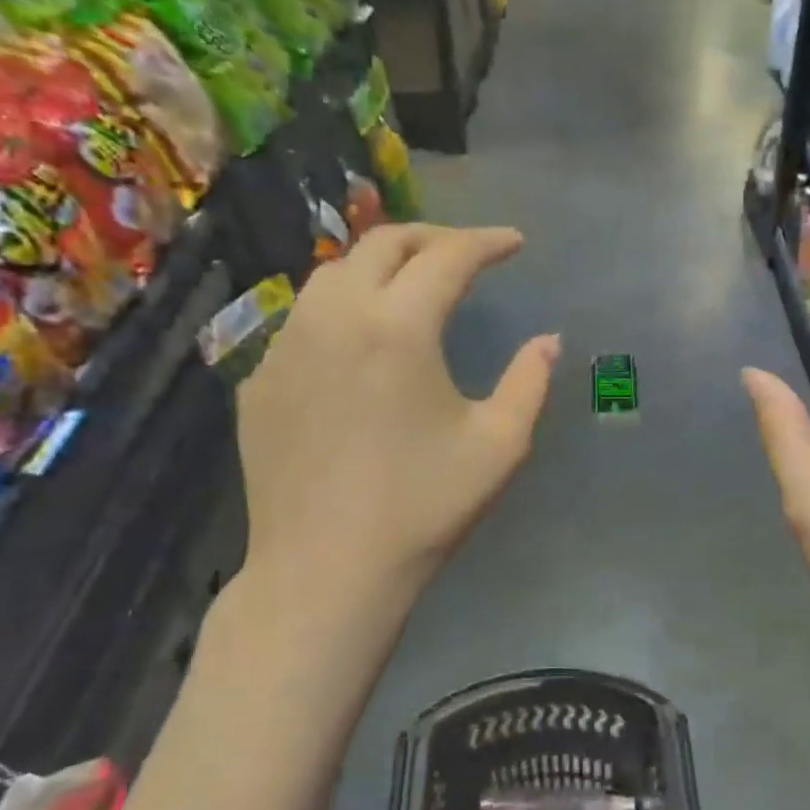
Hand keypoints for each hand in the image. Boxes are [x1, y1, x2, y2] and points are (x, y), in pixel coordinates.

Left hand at [236, 224, 558, 600]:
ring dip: (380, 266)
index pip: (448, 256)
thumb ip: (530, 382)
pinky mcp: (260, 380)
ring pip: (333, 274)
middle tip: (466, 253)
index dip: (487, 241)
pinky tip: (359, 344)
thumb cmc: (422, 508)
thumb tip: (548, 340)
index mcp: (398, 327)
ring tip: (411, 285)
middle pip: (382, 244)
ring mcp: (286, 346)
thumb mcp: (498, 446)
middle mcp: (334, 317)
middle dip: (431, 238)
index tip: (514, 243)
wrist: (325, 570)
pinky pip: (303, 320)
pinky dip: (342, 310)